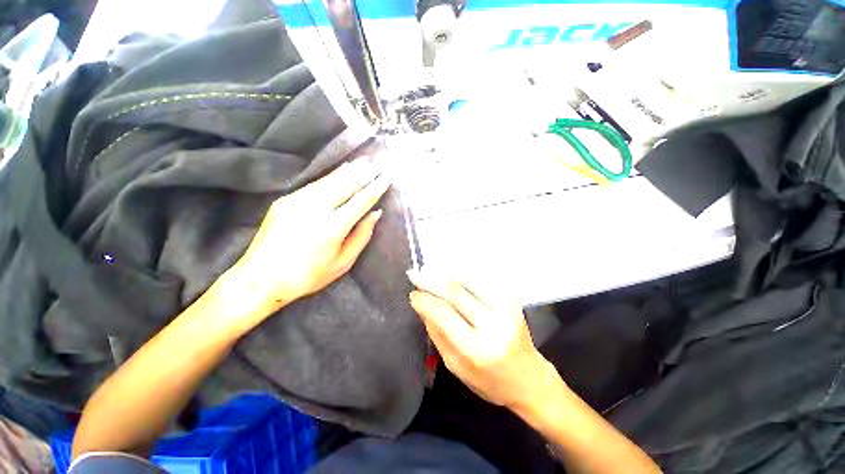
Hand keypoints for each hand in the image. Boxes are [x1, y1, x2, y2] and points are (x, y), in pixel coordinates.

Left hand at [215, 158, 390, 326]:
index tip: (387, 177)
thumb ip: (361, 237)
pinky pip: (315, 185)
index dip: (375, 188)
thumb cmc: (307, 276)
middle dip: (363, 172)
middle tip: (377, 162)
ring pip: (329, 181)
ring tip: (362, 161)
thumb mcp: (342, 263)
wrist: (260, 280)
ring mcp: (297, 202)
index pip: (360, 201)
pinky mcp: (285, 201)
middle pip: (345, 185)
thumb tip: (375, 214)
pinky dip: (331, 176)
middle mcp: (315, 209)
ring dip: (348, 170)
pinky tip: (340, 171)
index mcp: (332, 228)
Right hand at [408, 270, 558, 409]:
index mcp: (477, 348)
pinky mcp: (512, 299)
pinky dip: (463, 273)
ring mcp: (506, 308)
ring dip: (446, 272)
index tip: (412, 294)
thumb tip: (422, 306)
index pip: (444, 314)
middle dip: (431, 280)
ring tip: (429, 269)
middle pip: (456, 292)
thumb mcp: (456, 366)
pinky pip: (482, 280)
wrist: (529, 378)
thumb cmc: (489, 381)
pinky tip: (450, 270)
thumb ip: (437, 334)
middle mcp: (494, 324)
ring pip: (470, 280)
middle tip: (415, 274)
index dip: (425, 300)